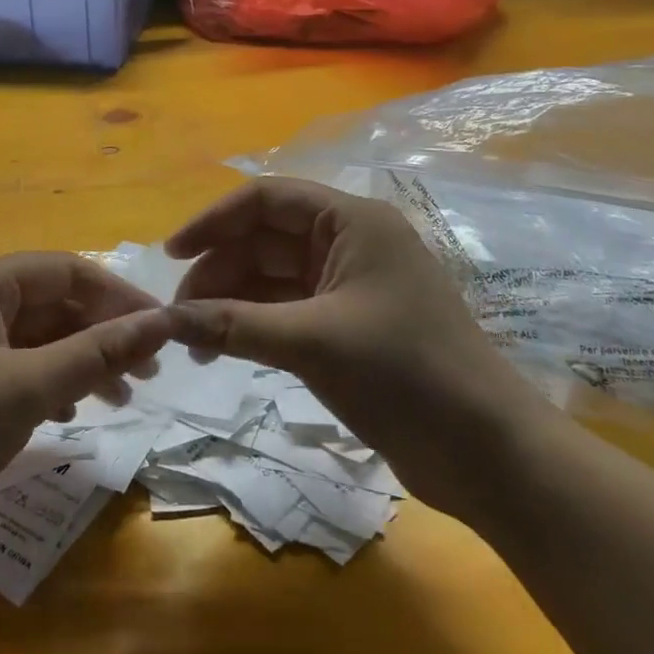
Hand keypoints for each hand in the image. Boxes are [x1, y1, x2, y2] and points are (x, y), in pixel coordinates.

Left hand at [0, 254, 170, 568]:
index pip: (66, 270)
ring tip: (120, 398)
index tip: (161, 329)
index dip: (118, 296)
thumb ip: (97, 352)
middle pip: (50, 302)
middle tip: (148, 372)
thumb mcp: (28, 387)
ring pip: (33, 337)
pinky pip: (11, 366)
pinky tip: (68, 414)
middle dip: (101, 333)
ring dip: (78, 361)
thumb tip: (162, 321)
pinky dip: (46, 382)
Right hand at [165, 178, 546, 517]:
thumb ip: (233, 325)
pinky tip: (224, 346)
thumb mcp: (312, 343)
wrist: (489, 454)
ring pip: (273, 277)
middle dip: (219, 269)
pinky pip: (287, 310)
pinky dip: (254, 324)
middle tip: (178, 313)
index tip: (171, 256)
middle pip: (265, 239)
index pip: (265, 199)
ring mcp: (350, 286)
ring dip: (232, 300)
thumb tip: (165, 320)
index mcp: (350, 221)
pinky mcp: (349, 326)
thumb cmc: (405, 375)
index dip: (213, 221)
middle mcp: (348, 242)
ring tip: (193, 337)